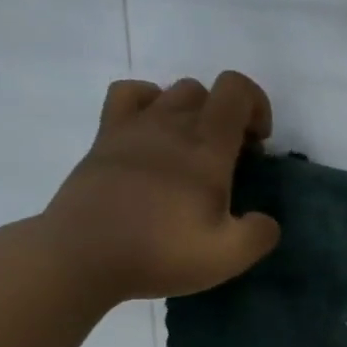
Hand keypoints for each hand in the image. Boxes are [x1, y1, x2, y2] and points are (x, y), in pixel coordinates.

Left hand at [36, 73, 280, 304]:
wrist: (81, 257)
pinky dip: (146, 104)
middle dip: (226, 116)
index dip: (257, 106)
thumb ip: (260, 234)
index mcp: (207, 146)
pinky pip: (128, 95)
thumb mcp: (228, 256)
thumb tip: (265, 220)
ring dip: (190, 113)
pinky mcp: (104, 139)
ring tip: (189, 153)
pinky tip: (150, 136)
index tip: (257, 146)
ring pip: (170, 91)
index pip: (236, 89)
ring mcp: (133, 127)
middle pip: (205, 91)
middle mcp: (171, 124)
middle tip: (227, 160)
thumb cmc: (160, 252)